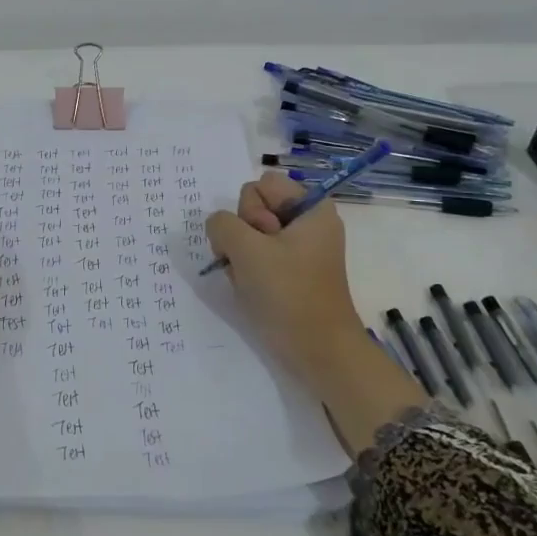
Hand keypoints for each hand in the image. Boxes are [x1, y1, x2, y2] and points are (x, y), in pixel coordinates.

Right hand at [205, 173, 422, 453]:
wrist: (318, 351)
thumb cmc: (288, 294)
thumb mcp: (247, 250)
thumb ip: (222, 224)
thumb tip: (219, 227)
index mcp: (311, 207)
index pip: (261, 184)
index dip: (251, 210)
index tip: (263, 240)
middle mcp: (306, 222)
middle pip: (252, 206)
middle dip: (243, 234)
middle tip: (255, 263)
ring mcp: (298, 248)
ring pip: (248, 233)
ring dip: (240, 255)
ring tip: (252, 280)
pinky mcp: (290, 271)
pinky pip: (255, 256)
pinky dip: (247, 270)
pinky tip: (252, 289)